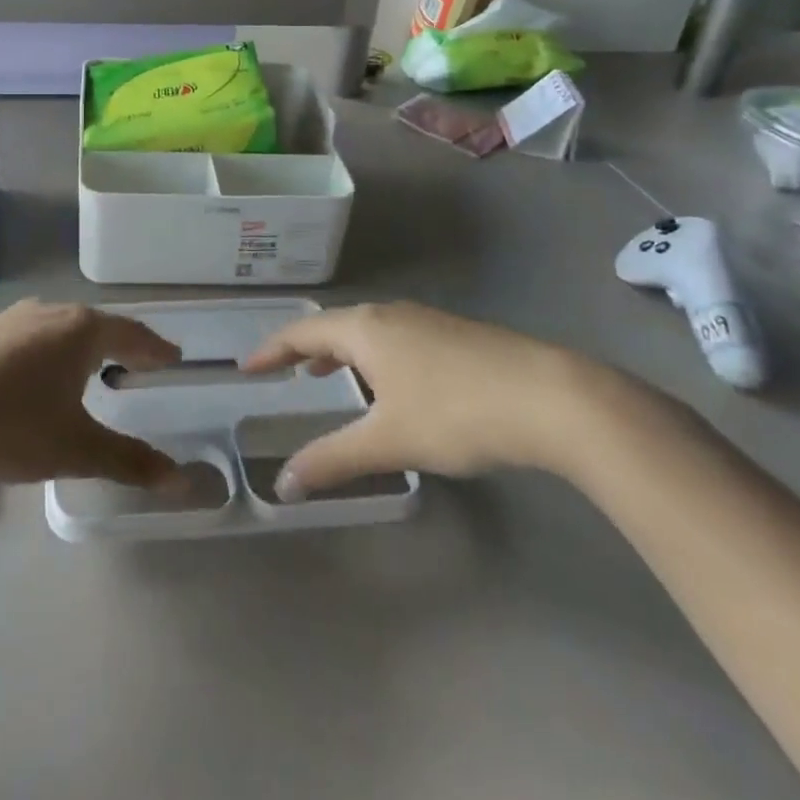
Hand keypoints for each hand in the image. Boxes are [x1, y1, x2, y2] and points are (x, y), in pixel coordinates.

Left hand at [0, 299, 187, 491]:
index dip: (155, 348)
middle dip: (118, 345)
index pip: (131, 333)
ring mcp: (9, 320)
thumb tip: (184, 482)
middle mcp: (48, 313)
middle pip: (95, 326)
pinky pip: (27, 340)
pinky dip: (46, 355)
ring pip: (57, 330)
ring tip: (89, 369)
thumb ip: (130, 462)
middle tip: (137, 363)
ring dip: (79, 348)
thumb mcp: (77, 449)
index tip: (172, 356)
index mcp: (80, 330)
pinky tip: (34, 379)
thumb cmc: (11, 425)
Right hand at [241, 302, 609, 498]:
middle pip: (335, 326)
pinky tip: (392, 386)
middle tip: (285, 372)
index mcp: (364, 328)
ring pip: (369, 332)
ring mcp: (427, 322)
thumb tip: (283, 485)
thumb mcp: (388, 440)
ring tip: (329, 376)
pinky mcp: (457, 336)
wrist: (551, 397)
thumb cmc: (455, 412)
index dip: (272, 350)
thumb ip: (332, 460)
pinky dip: (375, 357)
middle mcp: (390, 314)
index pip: (302, 332)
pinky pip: (396, 339)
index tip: (247, 367)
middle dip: (306, 349)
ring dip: (342, 353)